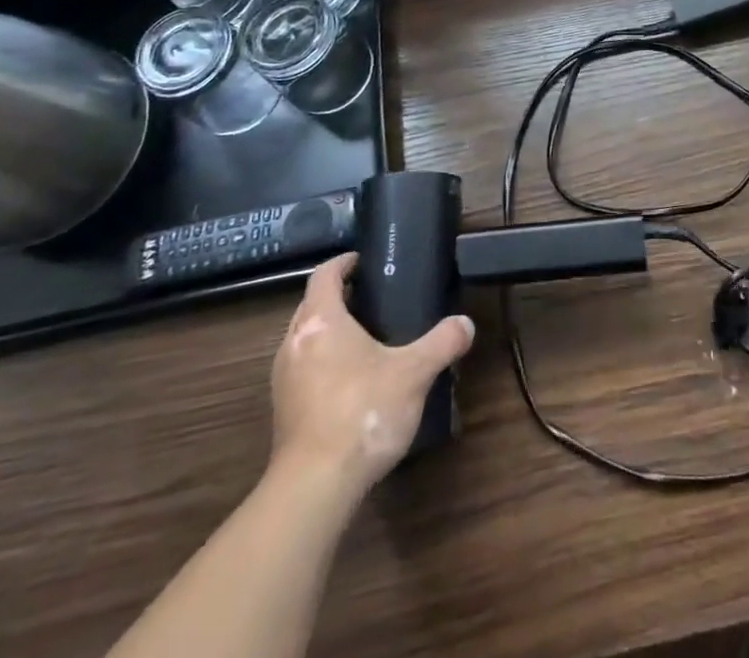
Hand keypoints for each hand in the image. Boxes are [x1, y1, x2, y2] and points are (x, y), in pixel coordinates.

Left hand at [268, 253, 473, 495]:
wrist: (314, 487)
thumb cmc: (362, 411)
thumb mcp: (414, 373)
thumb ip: (442, 343)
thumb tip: (466, 324)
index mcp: (321, 321)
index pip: (324, 275)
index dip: (343, 263)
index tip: (364, 261)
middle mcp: (293, 343)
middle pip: (311, 305)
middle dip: (337, 297)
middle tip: (371, 298)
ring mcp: (282, 380)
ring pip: (303, 339)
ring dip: (327, 332)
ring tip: (363, 338)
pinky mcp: (283, 412)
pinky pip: (302, 370)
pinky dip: (322, 363)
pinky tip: (349, 381)